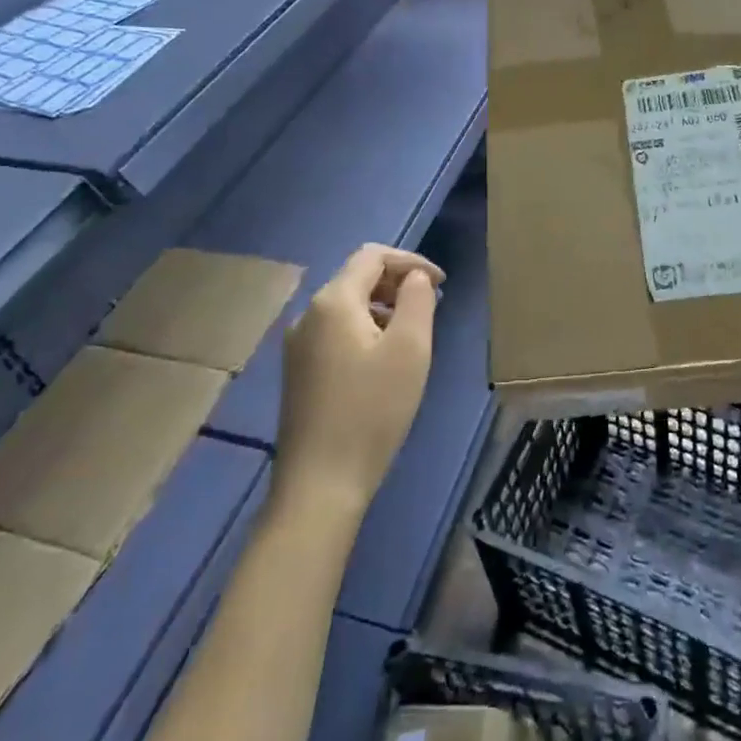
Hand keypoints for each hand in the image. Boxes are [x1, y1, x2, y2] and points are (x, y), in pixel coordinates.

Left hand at [273, 243, 443, 514]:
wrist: (320, 484)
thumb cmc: (372, 411)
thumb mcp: (410, 349)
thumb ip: (417, 300)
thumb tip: (415, 278)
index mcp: (333, 301)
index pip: (372, 256)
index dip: (411, 261)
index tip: (442, 284)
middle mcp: (308, 314)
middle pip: (357, 277)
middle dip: (398, 283)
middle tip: (432, 306)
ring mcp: (298, 345)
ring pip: (347, 305)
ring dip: (383, 307)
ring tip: (413, 334)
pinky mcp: (299, 371)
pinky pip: (337, 331)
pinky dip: (366, 328)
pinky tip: (384, 360)